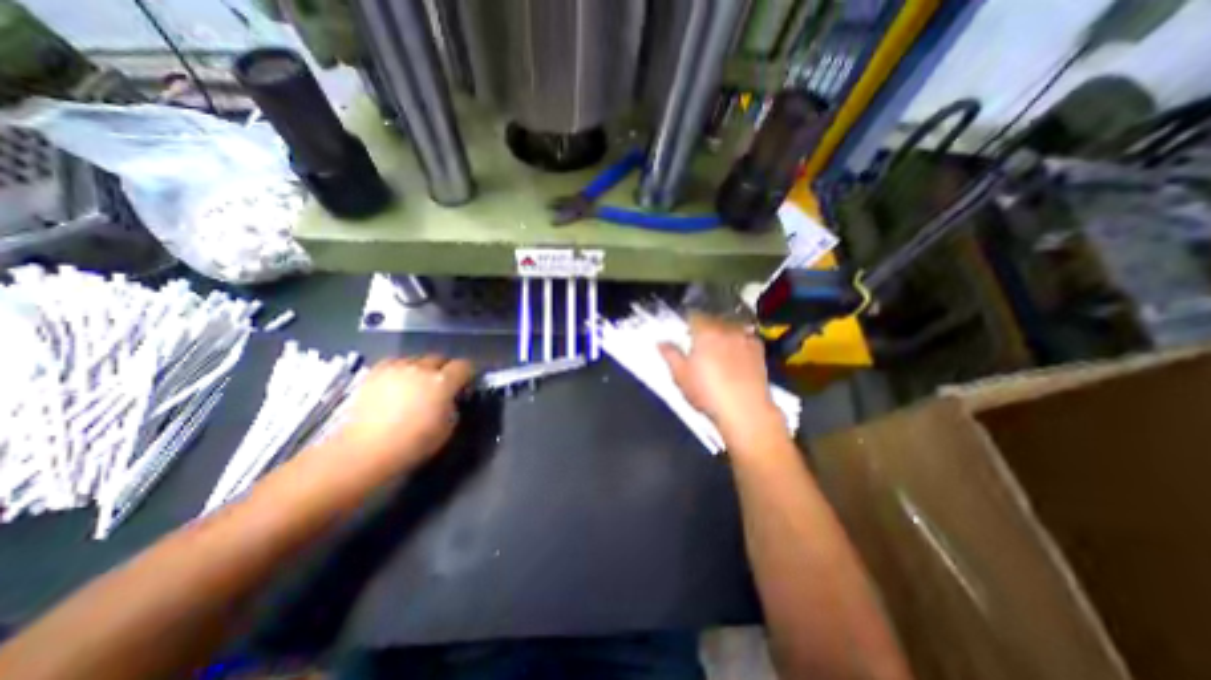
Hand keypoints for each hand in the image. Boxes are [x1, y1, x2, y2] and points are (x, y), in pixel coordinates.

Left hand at [331, 354, 480, 475]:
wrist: (364, 451)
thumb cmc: (413, 444)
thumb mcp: (448, 428)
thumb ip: (454, 406)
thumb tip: (451, 398)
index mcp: (443, 381)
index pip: (464, 366)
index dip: (468, 374)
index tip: (465, 386)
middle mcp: (421, 368)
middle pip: (440, 358)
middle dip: (445, 370)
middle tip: (442, 386)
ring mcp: (397, 367)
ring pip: (417, 360)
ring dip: (422, 369)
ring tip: (417, 385)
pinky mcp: (375, 372)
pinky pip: (396, 363)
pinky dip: (402, 370)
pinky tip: (398, 383)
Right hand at [659, 316, 789, 445]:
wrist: (745, 410)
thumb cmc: (707, 392)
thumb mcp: (681, 376)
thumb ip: (670, 355)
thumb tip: (661, 343)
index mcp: (705, 332)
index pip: (694, 316)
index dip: (687, 323)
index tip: (684, 334)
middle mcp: (726, 329)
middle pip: (713, 320)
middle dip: (705, 328)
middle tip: (699, 344)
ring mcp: (745, 338)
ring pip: (730, 327)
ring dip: (723, 333)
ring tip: (718, 349)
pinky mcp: (759, 350)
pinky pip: (746, 338)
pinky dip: (739, 342)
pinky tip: (737, 355)